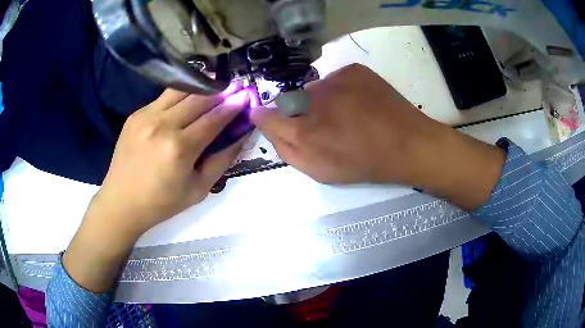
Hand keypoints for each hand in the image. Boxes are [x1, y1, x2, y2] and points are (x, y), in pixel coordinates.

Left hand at [64, 86, 250, 291]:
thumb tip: (241, 135)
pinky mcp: (135, 115)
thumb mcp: (198, 189)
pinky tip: (186, 100)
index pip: (214, 118)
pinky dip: (180, 96)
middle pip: (199, 98)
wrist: (121, 202)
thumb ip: (222, 160)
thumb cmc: (162, 202)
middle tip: (234, 86)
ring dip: (201, 86)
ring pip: (180, 90)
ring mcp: (146, 116)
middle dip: (221, 90)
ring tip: (214, 84)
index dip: (232, 105)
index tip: (245, 95)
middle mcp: (163, 125)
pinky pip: (163, 97)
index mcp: (180, 148)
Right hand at [252, 64, 504, 209]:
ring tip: (347, 115)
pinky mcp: (354, 70)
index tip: (266, 118)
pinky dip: (341, 90)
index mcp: (305, 129)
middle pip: (290, 100)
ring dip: (322, 101)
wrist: (408, 144)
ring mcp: (336, 79)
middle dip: (299, 112)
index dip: (265, 117)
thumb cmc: (364, 164)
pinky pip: (335, 79)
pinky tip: (359, 103)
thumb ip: (287, 150)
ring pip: (314, 89)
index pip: (266, 115)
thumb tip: (267, 126)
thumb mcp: (321, 171)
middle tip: (325, 125)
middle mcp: (314, 98)